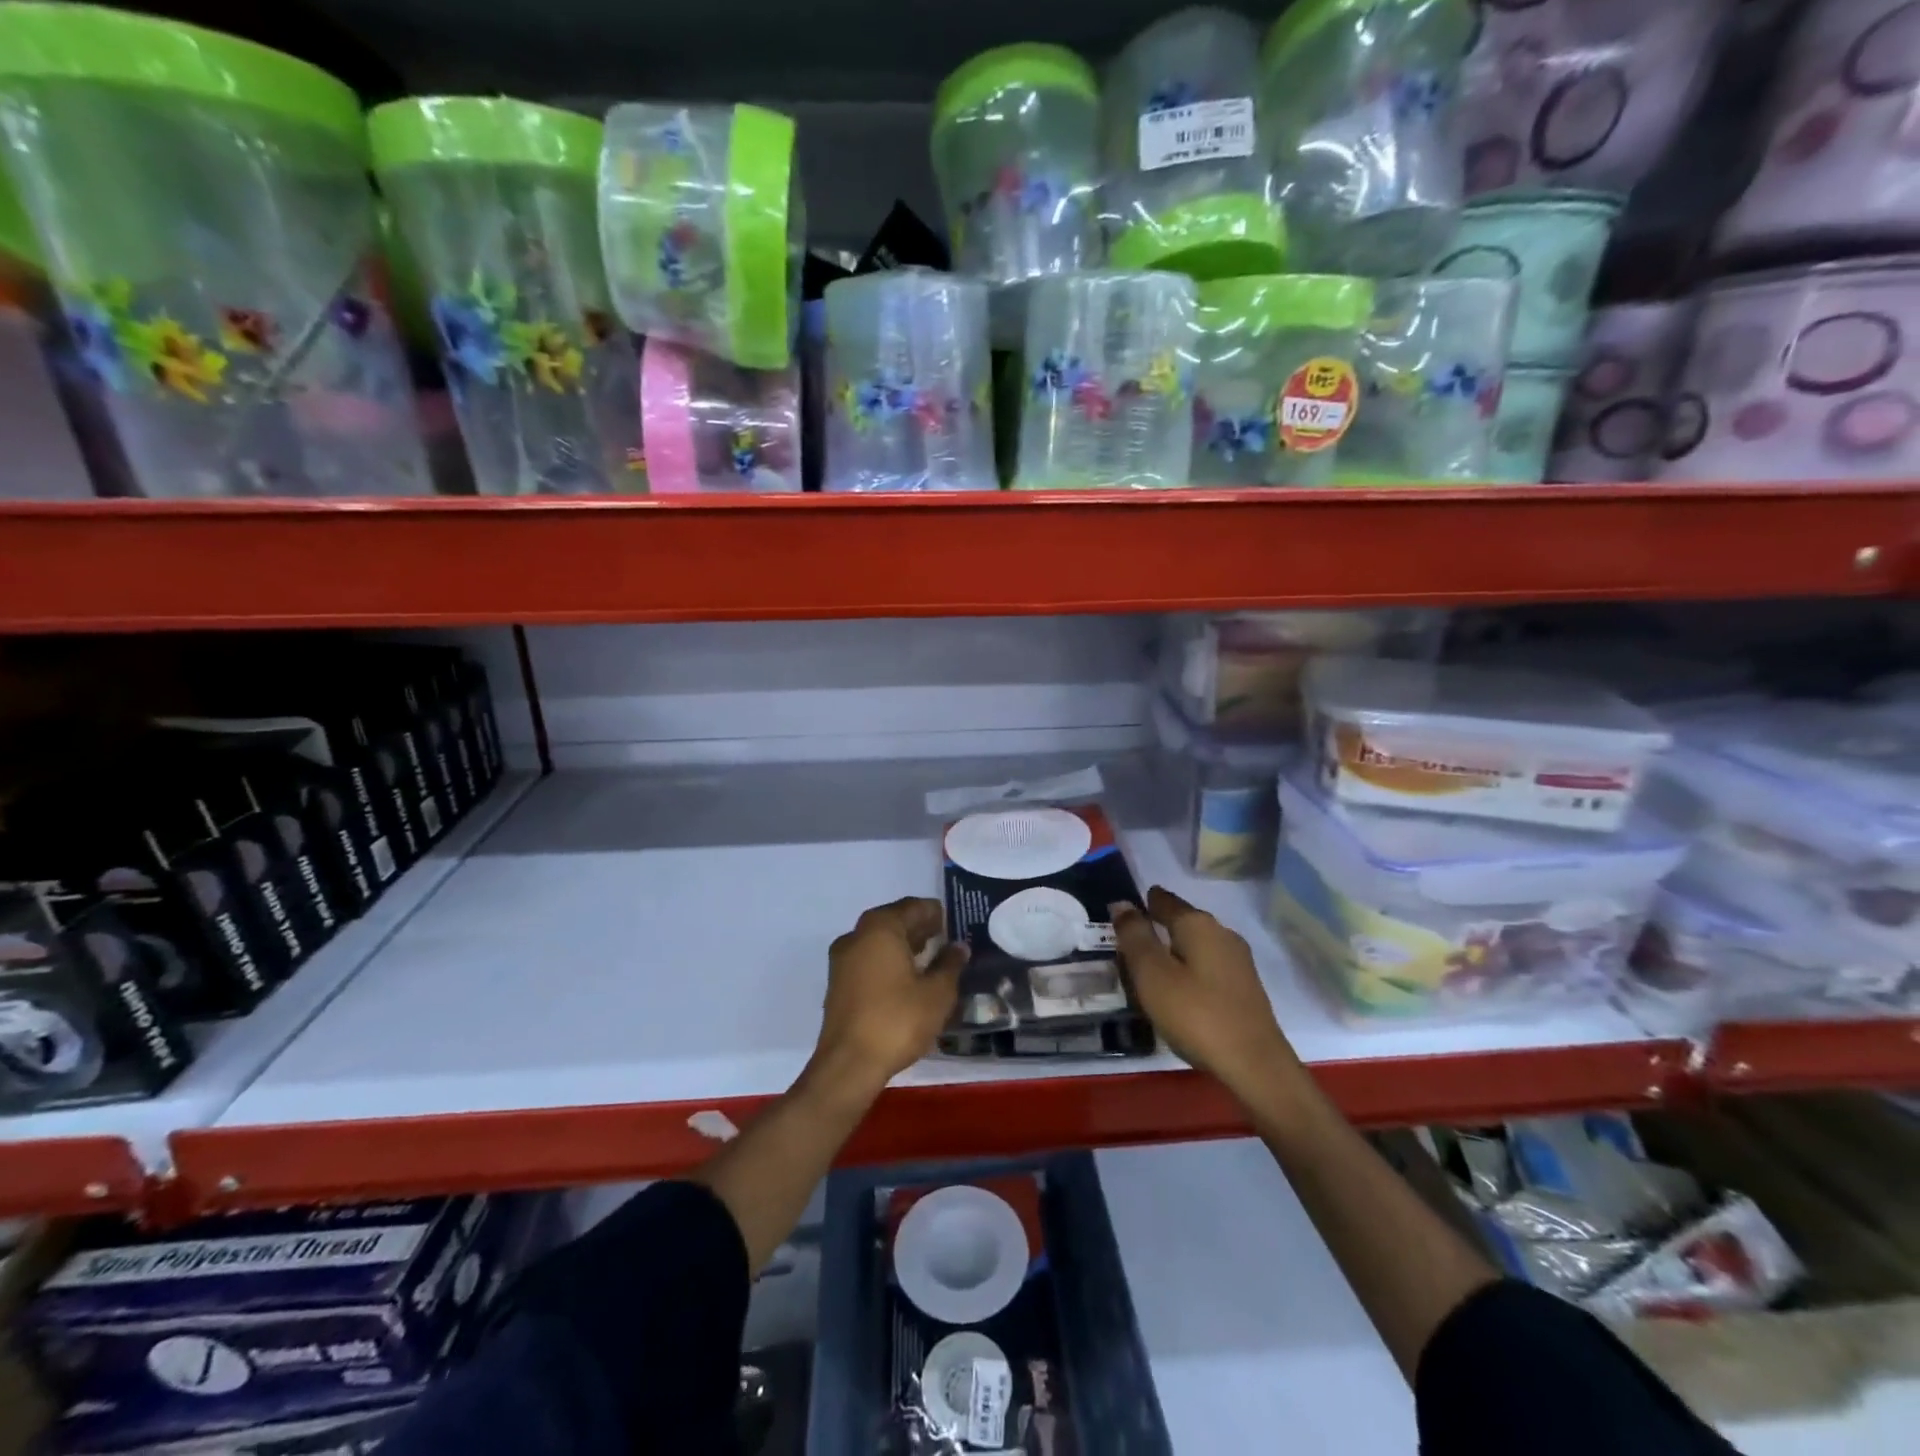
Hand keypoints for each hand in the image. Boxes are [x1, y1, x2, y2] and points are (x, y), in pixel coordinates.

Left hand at [812, 897, 966, 1095]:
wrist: (849, 1064)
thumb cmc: (898, 1020)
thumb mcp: (937, 993)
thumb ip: (950, 964)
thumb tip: (958, 947)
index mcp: (881, 927)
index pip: (914, 907)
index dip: (935, 913)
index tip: (954, 923)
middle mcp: (857, 935)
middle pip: (894, 921)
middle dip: (920, 928)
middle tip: (945, 938)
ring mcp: (843, 959)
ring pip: (879, 941)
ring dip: (904, 945)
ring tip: (931, 958)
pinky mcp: (838, 983)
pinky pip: (868, 959)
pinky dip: (889, 961)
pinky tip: (908, 978)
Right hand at [1111, 886, 1302, 1101]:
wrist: (1255, 1066)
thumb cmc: (1196, 1014)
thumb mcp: (1152, 974)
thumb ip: (1134, 936)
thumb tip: (1122, 903)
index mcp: (1198, 924)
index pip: (1164, 900)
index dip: (1141, 903)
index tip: (1121, 913)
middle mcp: (1222, 934)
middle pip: (1181, 922)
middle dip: (1156, 928)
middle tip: (1127, 946)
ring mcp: (1238, 962)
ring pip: (1195, 946)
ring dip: (1172, 952)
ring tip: (1147, 972)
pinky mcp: (1244, 988)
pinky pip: (1206, 967)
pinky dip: (1187, 971)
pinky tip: (1177, 992)